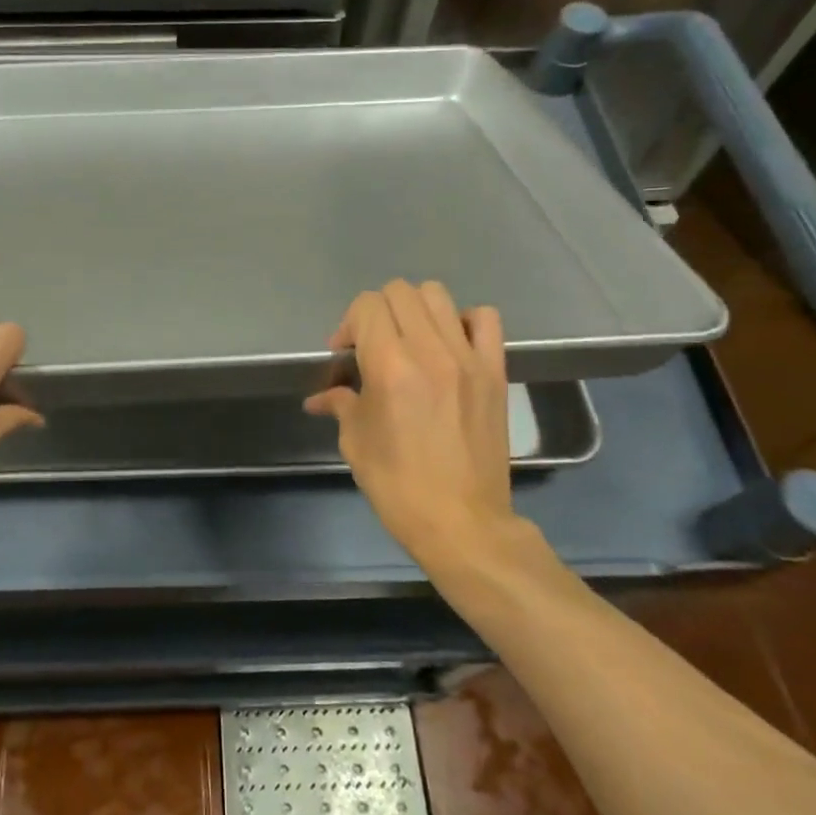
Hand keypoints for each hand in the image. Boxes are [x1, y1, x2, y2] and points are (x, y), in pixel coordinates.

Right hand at [305, 280, 532, 566]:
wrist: (462, 522)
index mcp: (390, 366)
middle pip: (400, 292)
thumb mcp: (356, 443)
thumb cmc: (399, 486)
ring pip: (438, 296)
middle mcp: (430, 350)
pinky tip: (450, 345)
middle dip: (377, 313)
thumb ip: (340, 404)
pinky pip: (485, 319)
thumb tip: (320, 397)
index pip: (367, 306)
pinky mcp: (495, 371)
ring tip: (409, 342)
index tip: (344, 355)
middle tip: (372, 348)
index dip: (349, 324)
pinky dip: (463, 320)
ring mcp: (468, 358)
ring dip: (415, 310)